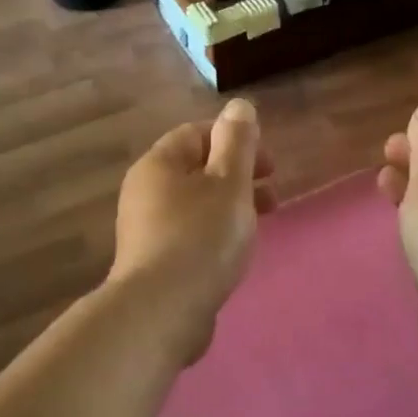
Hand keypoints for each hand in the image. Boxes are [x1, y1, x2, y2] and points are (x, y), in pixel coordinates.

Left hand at [108, 98, 275, 359]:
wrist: (163, 310)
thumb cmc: (201, 237)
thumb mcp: (229, 183)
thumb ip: (238, 143)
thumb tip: (239, 105)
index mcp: (158, 164)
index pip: (196, 134)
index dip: (235, 141)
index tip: (269, 163)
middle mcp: (144, 191)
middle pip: (196, 170)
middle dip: (238, 176)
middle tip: (273, 195)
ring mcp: (145, 229)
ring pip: (194, 204)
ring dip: (230, 206)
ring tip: (261, 224)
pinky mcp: (153, 262)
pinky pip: (189, 234)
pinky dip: (214, 233)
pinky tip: (233, 253)